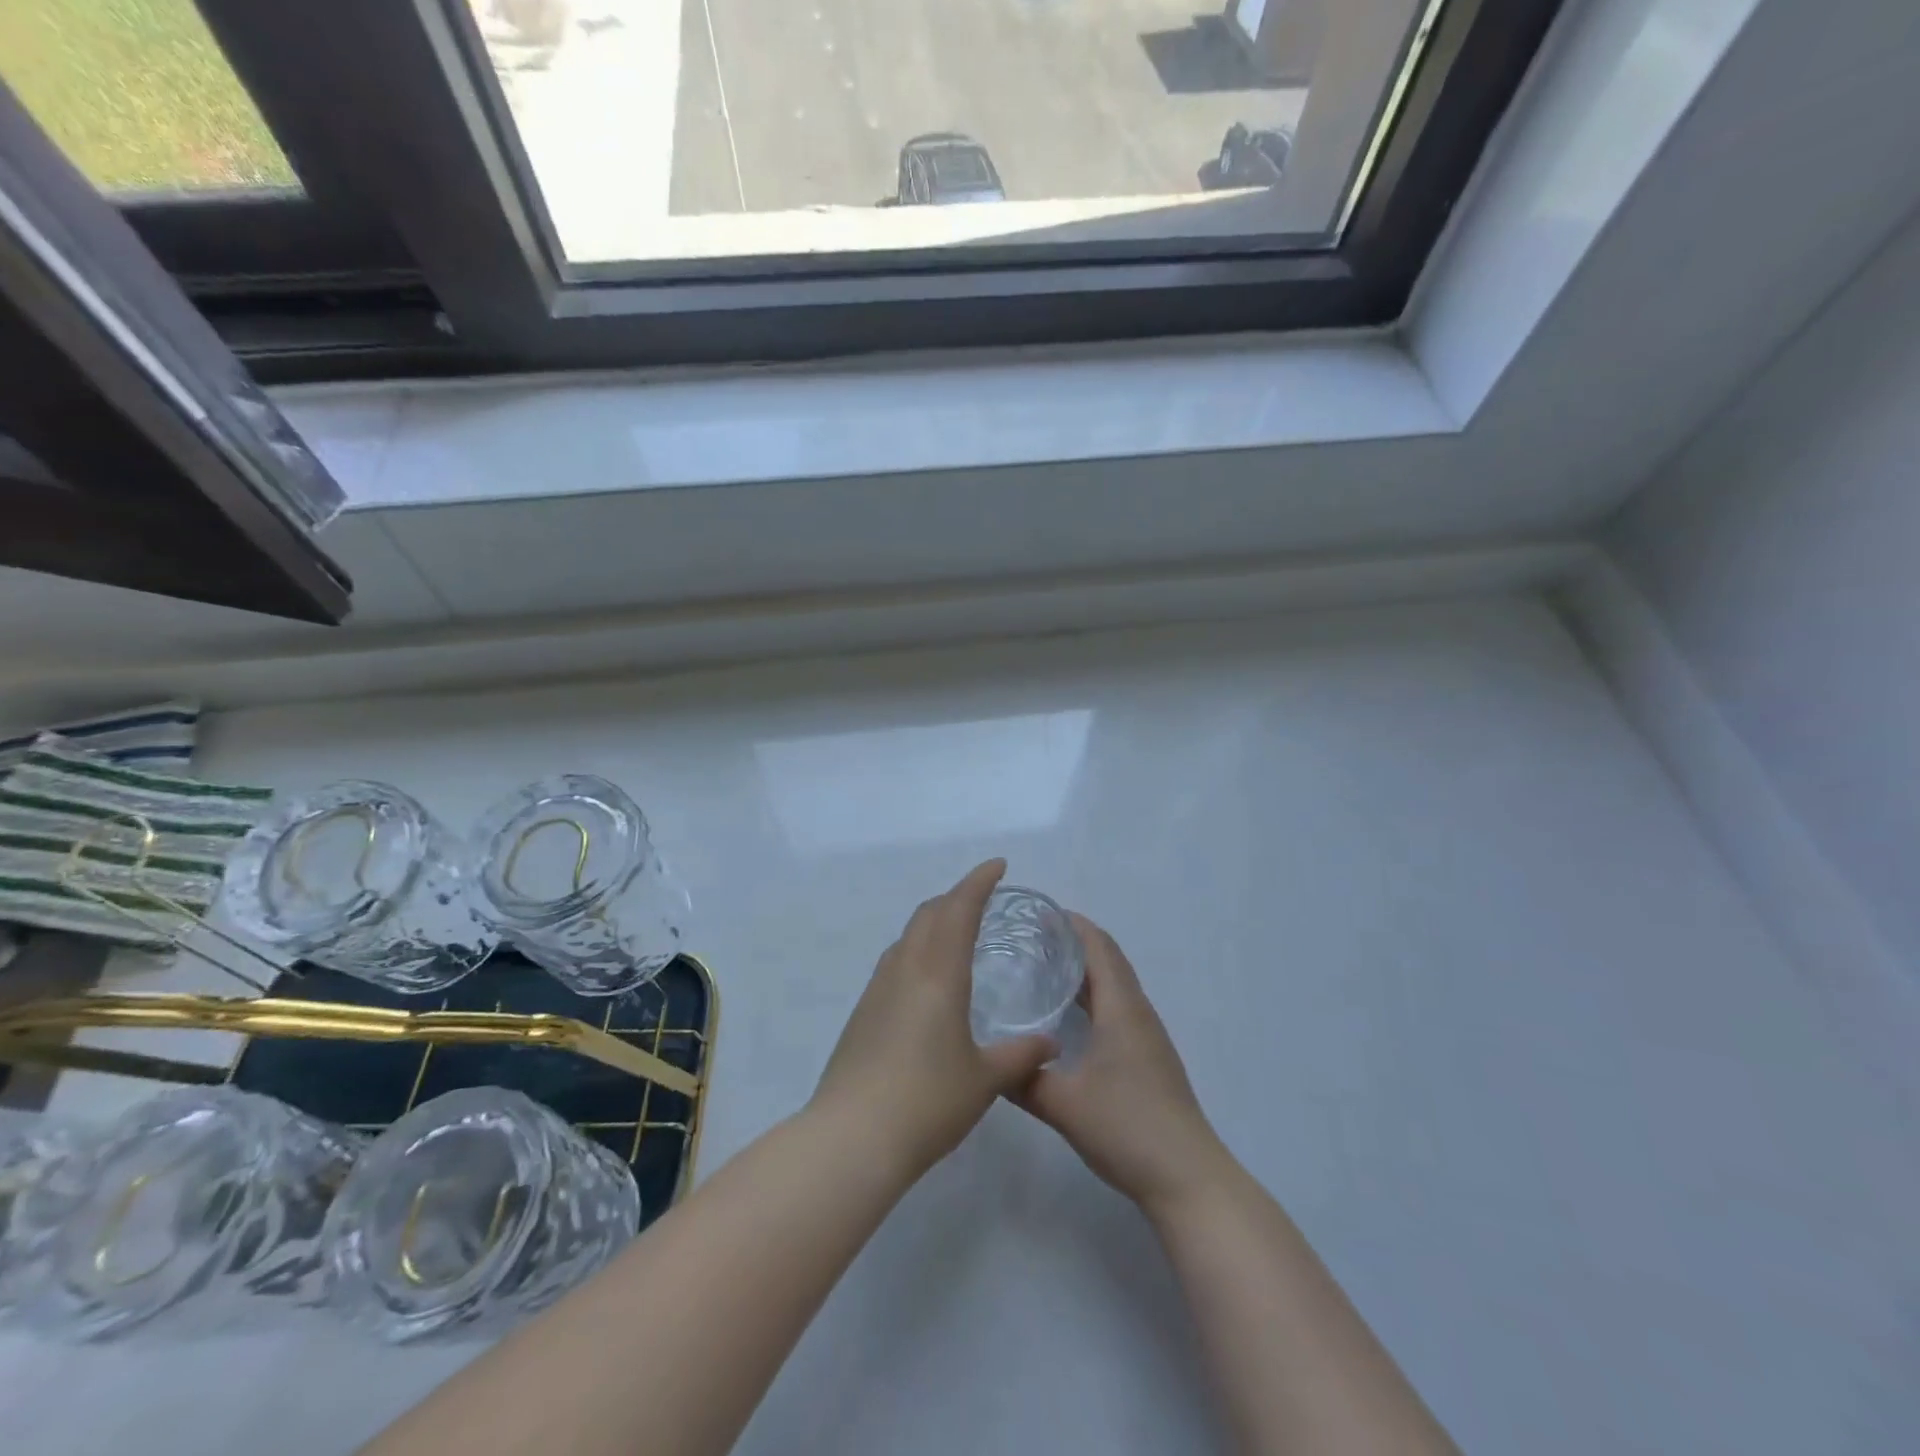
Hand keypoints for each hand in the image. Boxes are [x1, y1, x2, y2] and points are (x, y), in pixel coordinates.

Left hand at [810, 860, 1057, 1178]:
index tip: (998, 866)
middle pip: (929, 914)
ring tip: (957, 935)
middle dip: (956, 897)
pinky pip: (895, 962)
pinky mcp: (862, 1012)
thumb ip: (1020, 1056)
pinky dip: (917, 950)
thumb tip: (1051, 1044)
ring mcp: (877, 988)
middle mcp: (905, 968)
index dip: (979, 882)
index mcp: (938, 973)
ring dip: (934, 922)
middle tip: (982, 900)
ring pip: (908, 936)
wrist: (852, 1137)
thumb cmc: (927, 1102)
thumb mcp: (985, 1080)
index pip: (959, 909)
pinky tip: (927, 981)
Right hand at [1014, 914, 1234, 1218]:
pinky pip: (1118, 1010)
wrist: (1187, 1178)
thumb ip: (1023, 1079)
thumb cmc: (1127, 1127)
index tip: (1039, 913)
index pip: (1099, 948)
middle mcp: (1138, 1014)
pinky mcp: (1148, 1060)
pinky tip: (1069, 1018)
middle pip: (1108, 962)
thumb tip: (986, 1060)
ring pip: (1114, 987)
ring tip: (1044, 968)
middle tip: (1031, 938)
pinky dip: (1094, 998)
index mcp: (1122, 1009)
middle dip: (1074, 943)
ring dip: (1085, 971)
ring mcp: (1147, 1038)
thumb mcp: (1063, 1104)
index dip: (1073, 925)